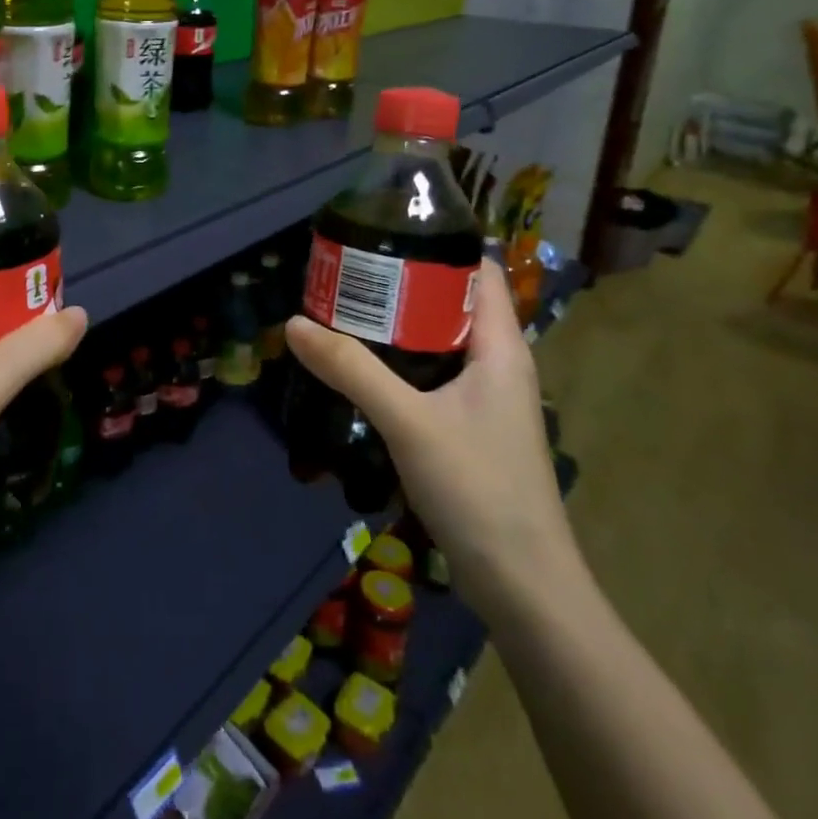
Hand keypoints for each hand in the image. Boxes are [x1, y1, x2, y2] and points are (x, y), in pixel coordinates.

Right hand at [285, 262, 578, 619]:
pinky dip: (400, 360)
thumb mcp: (408, 421)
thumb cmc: (479, 489)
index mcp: (501, 347)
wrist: (524, 585)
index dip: (436, 245)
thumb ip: (351, 370)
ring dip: (397, 325)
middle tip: (345, 272)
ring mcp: (486, 398)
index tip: (381, 233)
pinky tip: (362, 368)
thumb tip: (293, 323)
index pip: (478, 271)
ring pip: (439, 341)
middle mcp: (499, 364)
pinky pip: (433, 374)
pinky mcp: (470, 427)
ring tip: (343, 310)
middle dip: (402, 283)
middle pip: (451, 303)